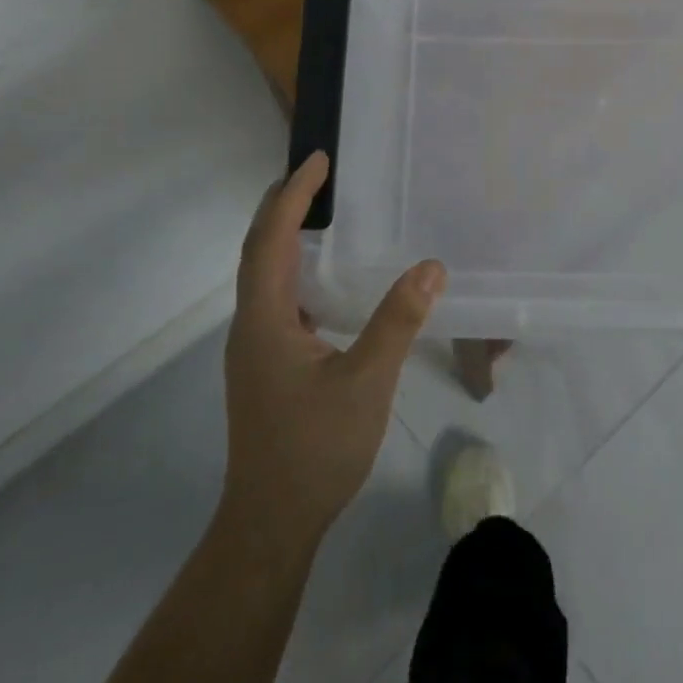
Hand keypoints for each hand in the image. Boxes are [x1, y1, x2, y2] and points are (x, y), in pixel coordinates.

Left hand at [221, 152, 443, 550]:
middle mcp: (251, 325)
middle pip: (259, 249)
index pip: (272, 240)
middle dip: (284, 205)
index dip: (293, 196)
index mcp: (265, 320)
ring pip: (264, 274)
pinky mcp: (266, 364)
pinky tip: (325, 278)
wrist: (271, 522)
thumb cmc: (315, 450)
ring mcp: (255, 347)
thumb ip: (397, 321)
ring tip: (321, 210)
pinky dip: (295, 268)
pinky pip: (277, 297)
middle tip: (318, 173)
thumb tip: (431, 266)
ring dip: (286, 235)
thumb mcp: (366, 382)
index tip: (318, 160)